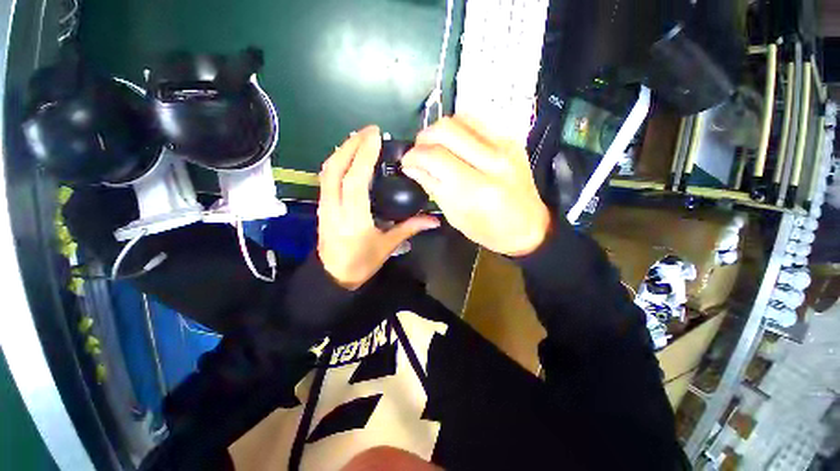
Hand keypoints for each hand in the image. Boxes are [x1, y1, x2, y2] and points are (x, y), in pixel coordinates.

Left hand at [317, 126, 440, 289]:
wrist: (334, 275)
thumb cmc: (362, 263)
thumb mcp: (387, 246)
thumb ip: (410, 228)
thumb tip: (434, 220)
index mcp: (353, 219)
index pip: (355, 181)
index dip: (364, 156)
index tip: (376, 136)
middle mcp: (334, 208)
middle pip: (336, 169)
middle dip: (351, 145)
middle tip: (369, 131)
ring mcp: (324, 205)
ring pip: (327, 170)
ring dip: (342, 150)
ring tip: (360, 138)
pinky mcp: (321, 205)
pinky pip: (326, 177)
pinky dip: (337, 161)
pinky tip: (349, 156)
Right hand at [401, 116, 549, 256]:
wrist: (529, 227)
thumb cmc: (489, 230)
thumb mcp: (455, 216)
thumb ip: (432, 186)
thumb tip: (411, 166)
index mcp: (476, 189)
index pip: (435, 157)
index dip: (413, 156)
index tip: (406, 163)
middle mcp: (492, 161)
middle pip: (446, 130)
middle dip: (423, 138)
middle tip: (419, 153)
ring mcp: (505, 146)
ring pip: (460, 118)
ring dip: (440, 130)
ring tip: (435, 146)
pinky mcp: (511, 139)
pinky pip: (477, 120)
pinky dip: (458, 128)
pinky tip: (455, 143)